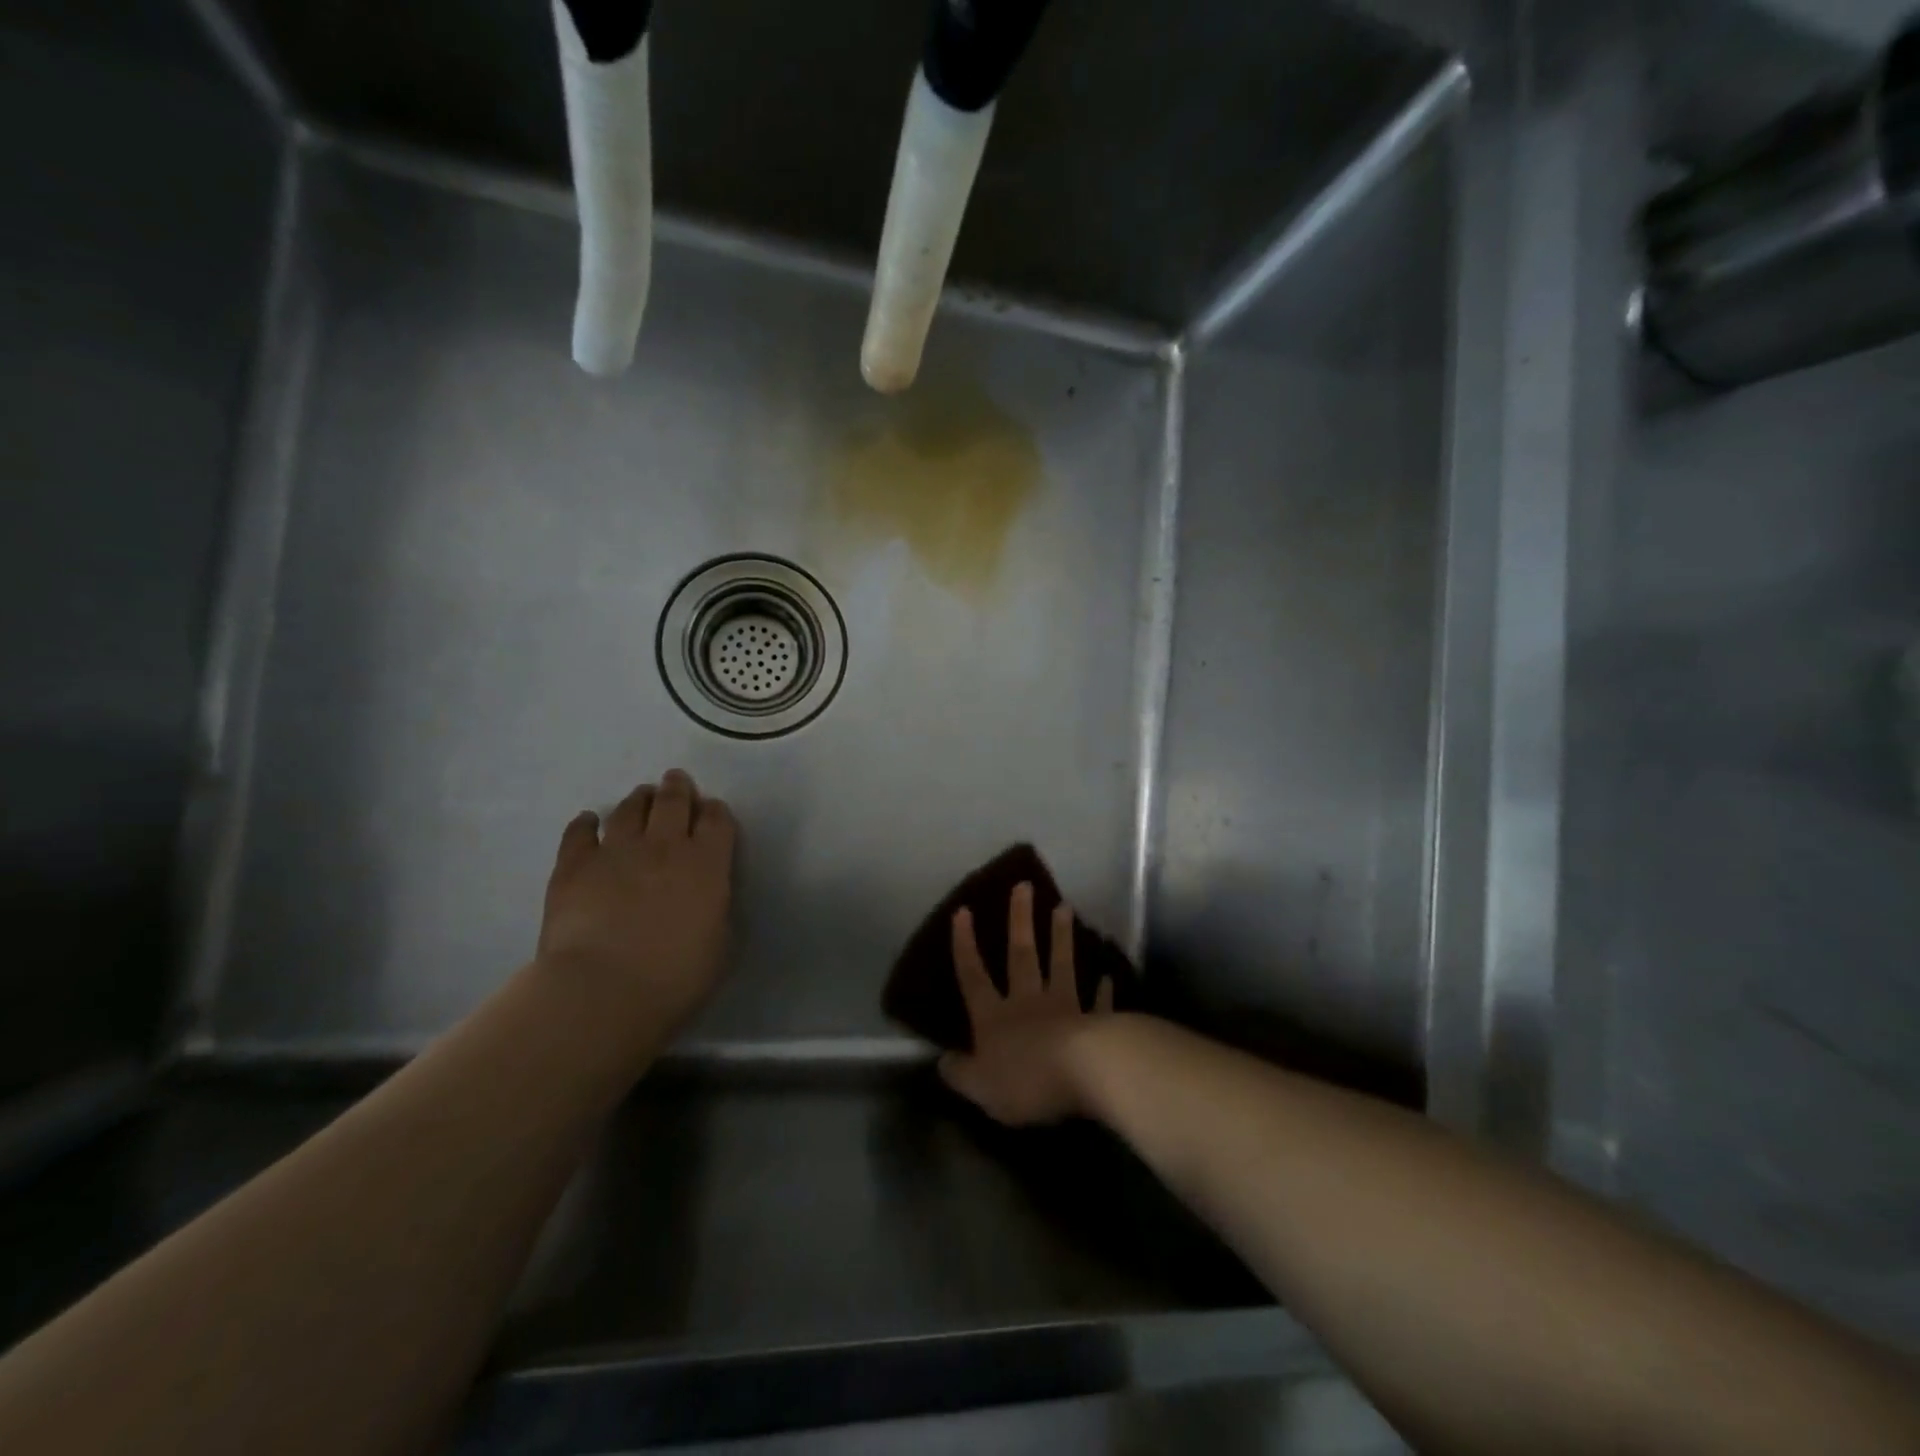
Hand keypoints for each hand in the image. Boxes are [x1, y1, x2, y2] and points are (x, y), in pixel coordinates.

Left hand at [537, 769, 735, 1046]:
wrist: (602, 991)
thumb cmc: (674, 977)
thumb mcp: (721, 945)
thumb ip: (717, 910)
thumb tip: (709, 898)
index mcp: (707, 863)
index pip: (717, 820)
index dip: (715, 812)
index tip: (712, 813)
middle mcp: (664, 845)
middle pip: (673, 801)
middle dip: (677, 788)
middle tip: (676, 782)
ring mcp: (616, 851)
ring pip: (629, 809)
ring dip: (638, 799)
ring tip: (641, 797)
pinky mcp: (574, 865)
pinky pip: (579, 832)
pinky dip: (586, 823)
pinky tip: (588, 821)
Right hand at [938, 882, 1115, 1124]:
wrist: (1084, 1074)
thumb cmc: (1025, 1081)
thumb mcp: (980, 1088)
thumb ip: (960, 1073)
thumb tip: (940, 1061)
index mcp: (994, 1018)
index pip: (973, 976)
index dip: (965, 944)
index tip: (963, 910)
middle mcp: (1027, 1003)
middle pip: (1021, 956)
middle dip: (1020, 920)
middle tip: (1024, 886)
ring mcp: (1065, 1008)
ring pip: (1061, 965)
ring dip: (1061, 937)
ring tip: (1065, 907)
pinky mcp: (1096, 1022)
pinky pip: (1098, 1002)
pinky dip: (1103, 990)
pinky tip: (1108, 976)